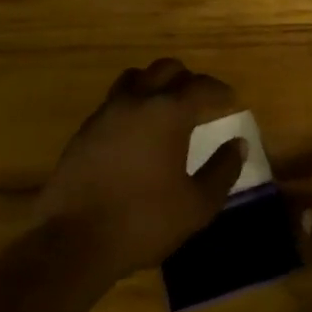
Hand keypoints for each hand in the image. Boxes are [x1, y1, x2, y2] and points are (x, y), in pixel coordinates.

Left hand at [40, 59, 244, 280]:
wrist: (74, 242)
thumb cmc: (144, 221)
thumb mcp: (197, 204)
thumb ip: (223, 170)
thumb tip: (238, 144)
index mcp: (168, 113)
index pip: (202, 86)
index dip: (221, 91)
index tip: (232, 102)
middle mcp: (136, 102)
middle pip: (166, 69)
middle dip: (188, 80)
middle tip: (201, 102)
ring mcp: (105, 114)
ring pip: (135, 79)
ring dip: (156, 85)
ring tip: (167, 109)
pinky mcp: (84, 132)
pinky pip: (114, 103)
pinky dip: (133, 106)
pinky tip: (138, 134)